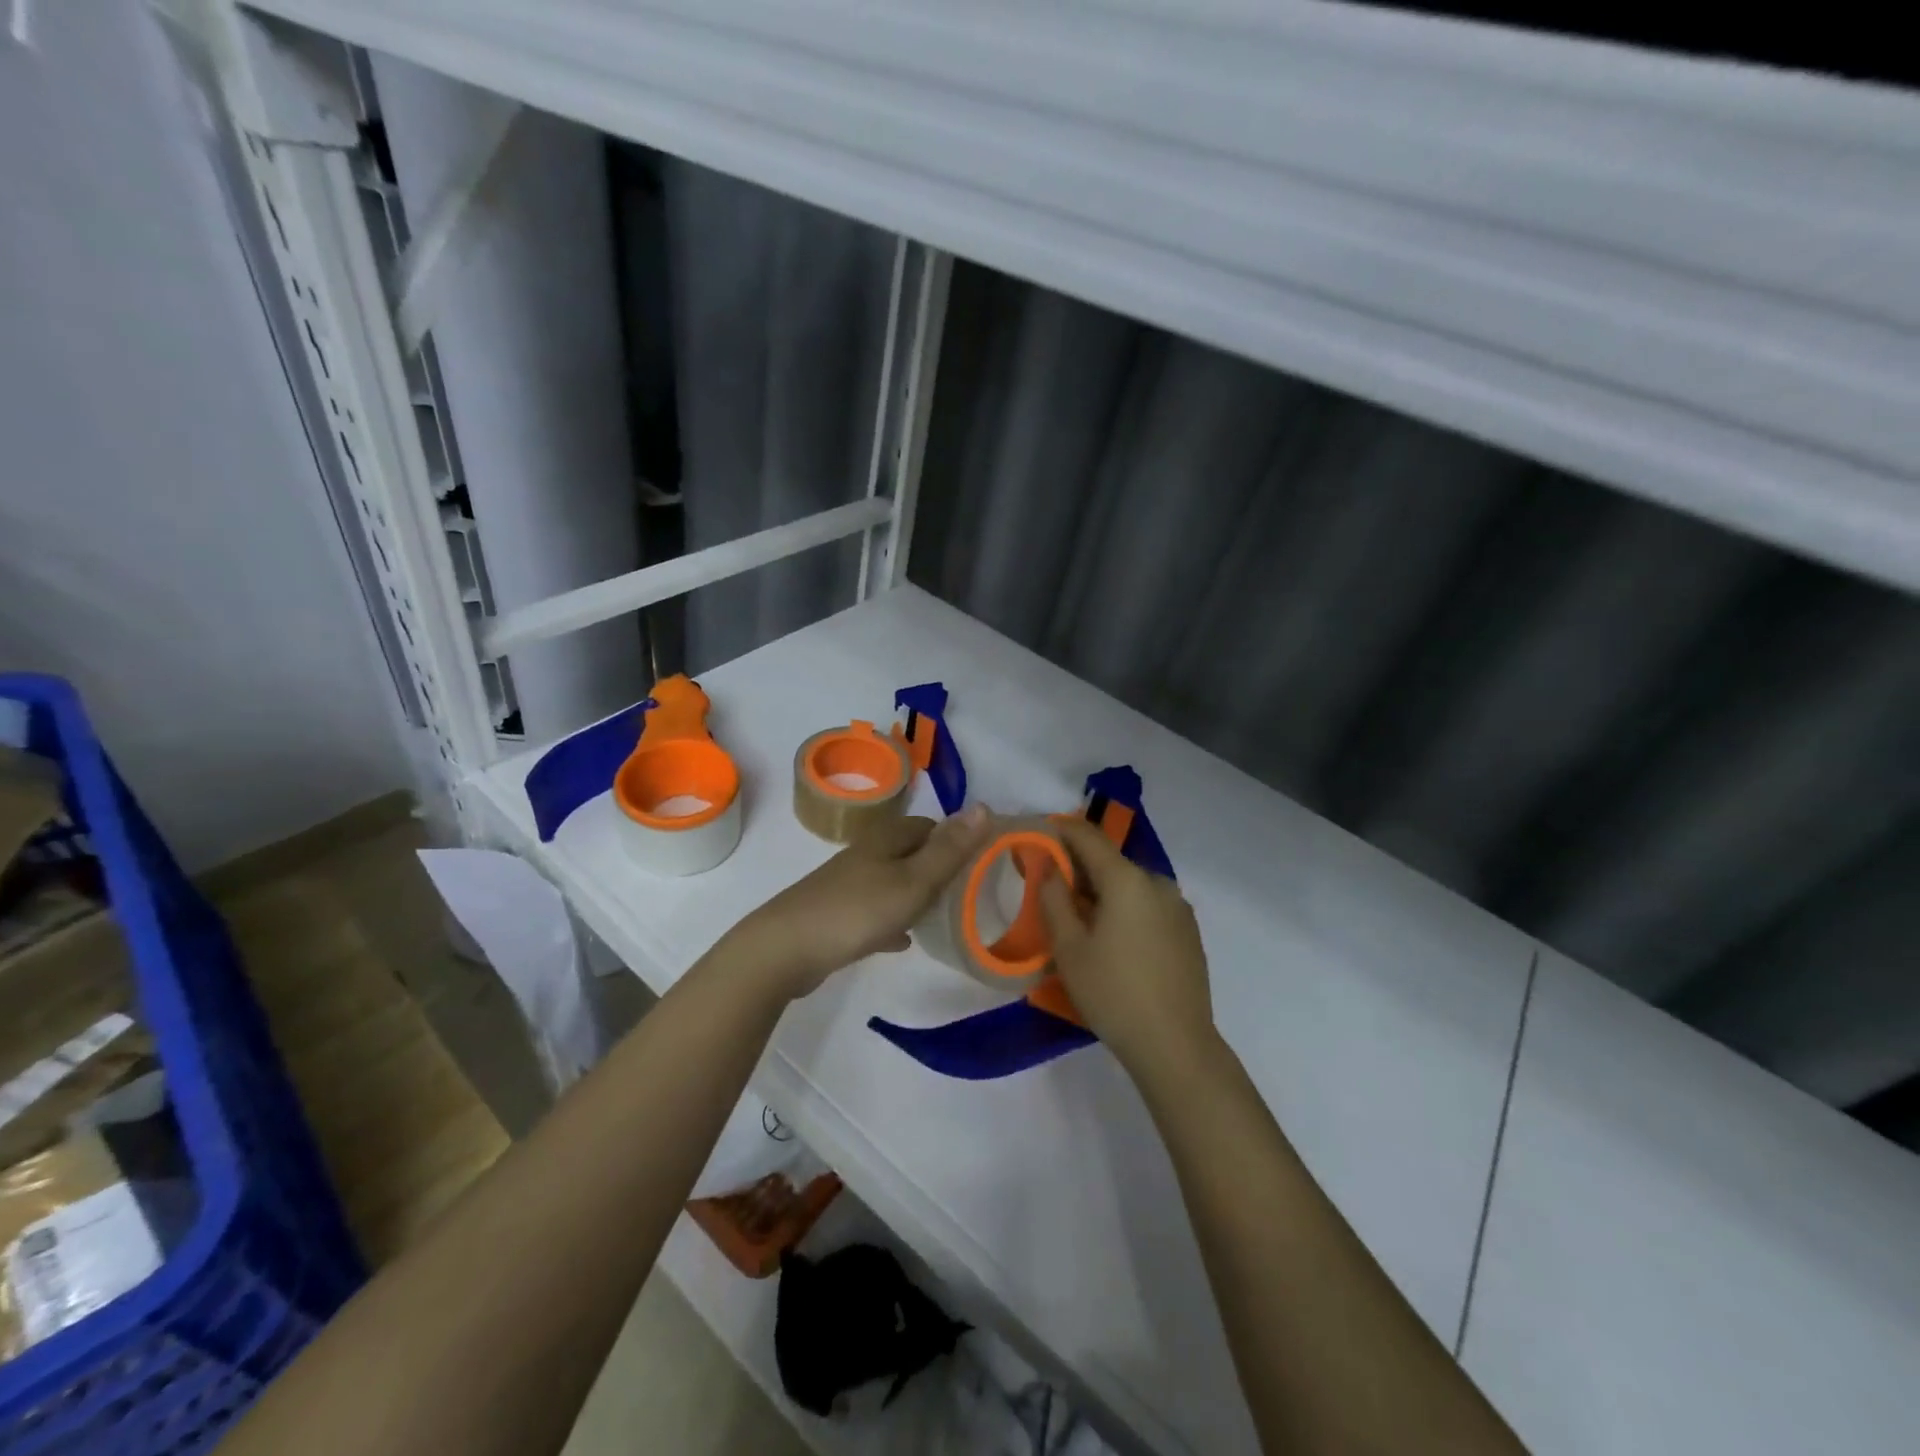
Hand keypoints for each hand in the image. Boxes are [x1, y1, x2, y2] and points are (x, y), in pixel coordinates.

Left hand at [731, 807, 990, 998]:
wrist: (786, 949)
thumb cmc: (858, 910)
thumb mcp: (914, 881)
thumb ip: (950, 849)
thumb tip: (984, 806)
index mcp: (887, 839)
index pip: (931, 827)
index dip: (957, 842)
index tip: (981, 866)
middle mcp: (867, 854)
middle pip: (912, 854)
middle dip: (939, 869)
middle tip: (967, 895)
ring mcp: (849, 884)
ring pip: (894, 882)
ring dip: (917, 895)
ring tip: (943, 917)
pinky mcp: (837, 914)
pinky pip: (876, 912)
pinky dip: (893, 921)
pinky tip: (903, 941)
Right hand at [1038, 816, 1214, 1076]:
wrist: (1176, 1046)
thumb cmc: (1113, 994)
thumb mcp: (1069, 948)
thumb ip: (1053, 898)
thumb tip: (1045, 864)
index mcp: (1128, 879)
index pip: (1087, 835)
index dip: (1058, 830)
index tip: (1034, 835)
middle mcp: (1158, 882)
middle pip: (1110, 861)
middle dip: (1078, 867)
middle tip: (1049, 887)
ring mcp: (1178, 906)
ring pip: (1130, 884)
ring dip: (1102, 890)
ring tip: (1079, 919)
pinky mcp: (1188, 930)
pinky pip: (1148, 905)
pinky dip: (1125, 908)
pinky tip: (1112, 939)